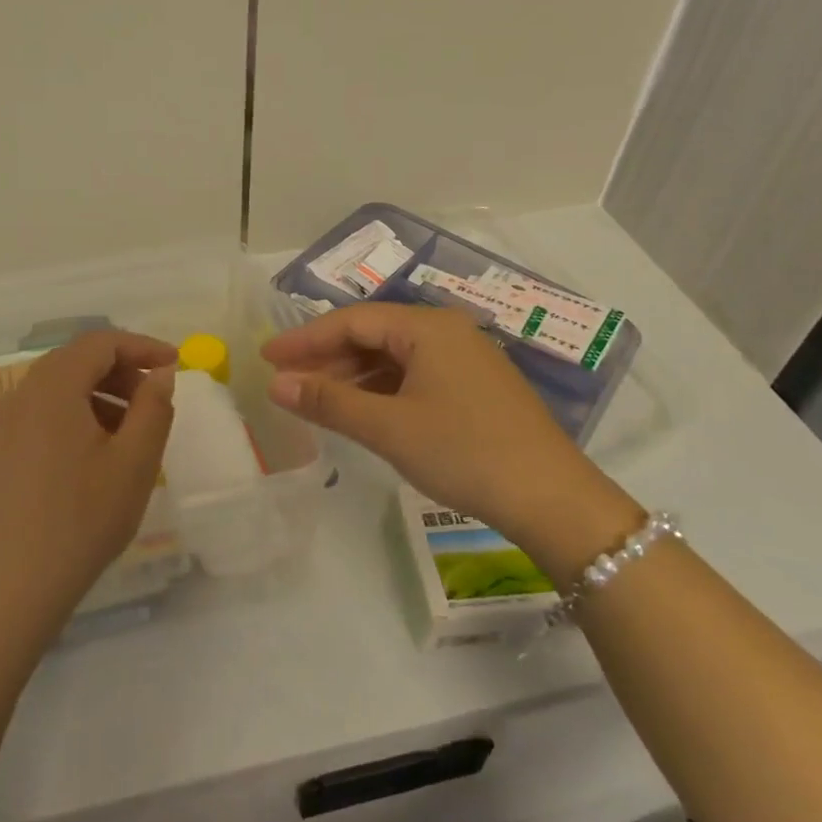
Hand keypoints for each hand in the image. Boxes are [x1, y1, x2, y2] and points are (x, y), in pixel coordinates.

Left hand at [0, 330, 176, 642]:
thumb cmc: (78, 521)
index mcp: (53, 386)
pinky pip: (41, 416)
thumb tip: (160, 374)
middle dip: (122, 371)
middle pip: (76, 361)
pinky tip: (95, 459)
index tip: (175, 364)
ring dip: (100, 397)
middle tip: (155, 400)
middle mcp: (21, 395)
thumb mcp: (133, 464)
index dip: (142, 346)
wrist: (1, 591)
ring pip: (58, 390)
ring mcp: (3, 426)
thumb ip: (153, 409)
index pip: (100, 342)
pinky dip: (75, 418)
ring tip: (130, 435)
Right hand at [263, 304, 637, 562]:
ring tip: (314, 398)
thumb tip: (276, 384)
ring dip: (352, 376)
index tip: (267, 357)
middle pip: (373, 334)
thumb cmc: (465, 452)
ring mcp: (465, 359)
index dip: (305, 338)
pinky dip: (381, 390)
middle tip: (285, 380)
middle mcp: (448, 331)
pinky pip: (414, 375)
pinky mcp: (475, 387)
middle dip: (326, 357)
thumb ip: (329, 401)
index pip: (352, 321)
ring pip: (393, 357)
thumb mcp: (389, 428)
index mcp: (428, 327)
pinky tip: (360, 410)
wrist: (553, 500)